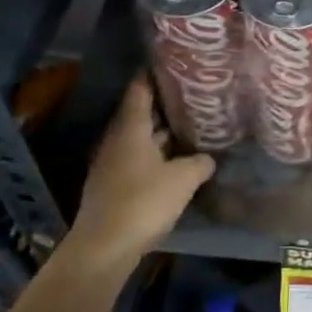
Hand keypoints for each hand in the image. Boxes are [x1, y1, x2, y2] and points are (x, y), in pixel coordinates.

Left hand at [62, 75, 214, 271]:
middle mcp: (116, 140)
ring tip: (189, 127)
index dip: (154, 76)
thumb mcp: (183, 179)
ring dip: (160, 133)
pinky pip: (136, 159)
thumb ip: (199, 162)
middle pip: (139, 114)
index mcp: (130, 129)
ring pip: (139, 139)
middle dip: (164, 106)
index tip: (172, 65)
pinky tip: (174, 162)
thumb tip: (208, 157)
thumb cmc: (144, 203)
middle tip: (192, 97)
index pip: (139, 91)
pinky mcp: (112, 185)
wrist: (104, 247)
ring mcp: (111, 163)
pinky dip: (155, 155)